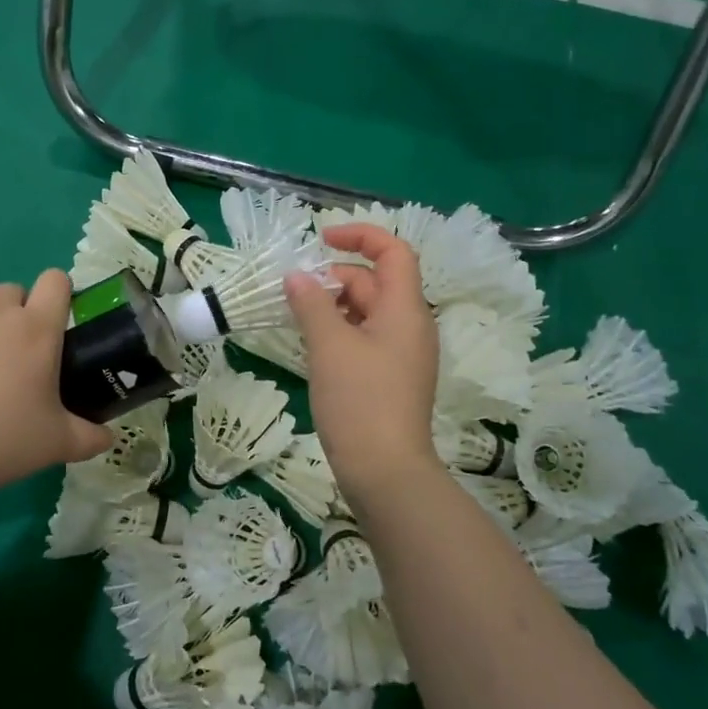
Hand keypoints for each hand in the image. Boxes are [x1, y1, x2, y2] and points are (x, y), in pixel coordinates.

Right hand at [285, 224, 441, 492]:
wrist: (385, 472)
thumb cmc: (359, 400)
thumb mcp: (329, 345)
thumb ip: (311, 303)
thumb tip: (296, 276)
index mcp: (405, 309)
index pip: (394, 252)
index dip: (360, 236)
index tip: (321, 240)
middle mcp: (411, 326)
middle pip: (376, 282)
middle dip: (336, 278)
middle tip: (296, 293)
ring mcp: (403, 354)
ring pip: (369, 312)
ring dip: (335, 306)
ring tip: (299, 319)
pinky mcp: (392, 378)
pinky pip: (367, 339)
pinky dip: (341, 332)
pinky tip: (314, 348)